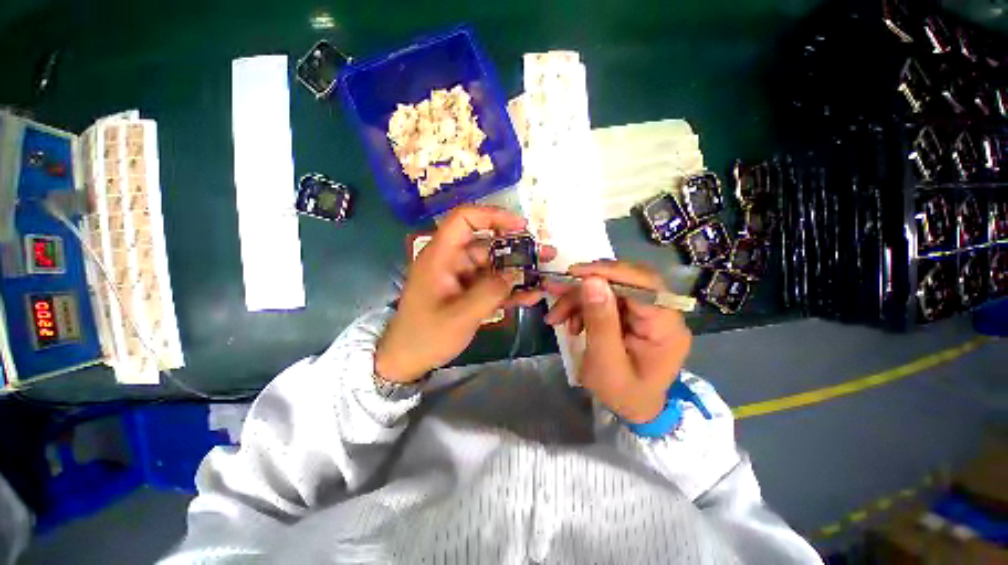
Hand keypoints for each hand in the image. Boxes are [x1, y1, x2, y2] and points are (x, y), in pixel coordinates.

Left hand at [375, 205, 555, 382]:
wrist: (408, 359)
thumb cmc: (427, 336)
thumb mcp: (460, 316)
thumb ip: (490, 293)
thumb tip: (514, 275)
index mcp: (441, 256)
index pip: (465, 219)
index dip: (493, 216)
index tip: (521, 226)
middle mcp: (452, 260)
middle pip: (487, 244)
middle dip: (517, 248)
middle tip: (545, 254)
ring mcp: (461, 277)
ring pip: (493, 265)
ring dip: (518, 271)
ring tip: (544, 275)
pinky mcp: (467, 291)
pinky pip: (491, 284)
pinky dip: (510, 289)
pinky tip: (531, 296)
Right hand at [544, 260, 691, 422]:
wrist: (632, 409)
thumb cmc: (623, 394)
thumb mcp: (606, 363)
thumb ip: (600, 322)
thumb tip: (592, 280)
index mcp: (667, 327)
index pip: (645, 284)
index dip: (610, 272)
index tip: (575, 273)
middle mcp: (662, 312)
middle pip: (623, 281)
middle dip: (585, 286)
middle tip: (555, 290)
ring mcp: (646, 311)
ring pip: (609, 288)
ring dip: (578, 299)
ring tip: (557, 317)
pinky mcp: (631, 314)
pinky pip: (604, 299)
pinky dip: (582, 307)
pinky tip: (571, 323)